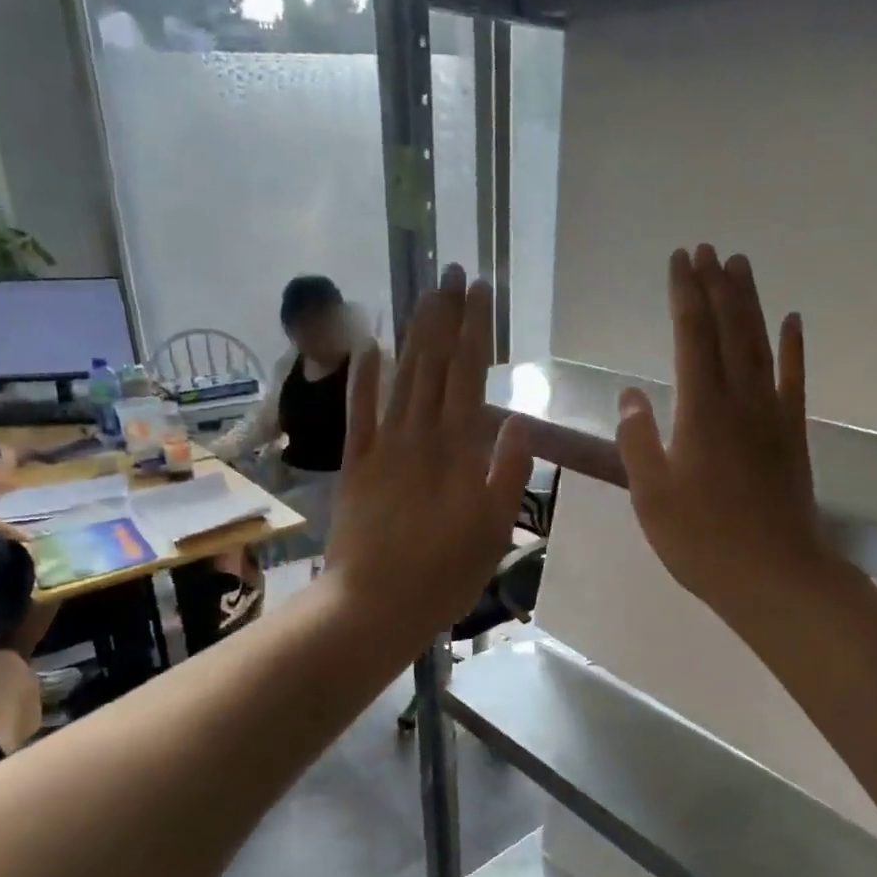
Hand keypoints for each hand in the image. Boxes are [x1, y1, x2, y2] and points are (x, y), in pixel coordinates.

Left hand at [325, 266, 530, 649]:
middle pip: (434, 364)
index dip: (475, 328)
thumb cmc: (444, 576)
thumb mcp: (494, 533)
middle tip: (451, 271)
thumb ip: (507, 474)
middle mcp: (419, 437)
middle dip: (444, 314)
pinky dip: (364, 377)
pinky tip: (369, 346)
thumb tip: (520, 419)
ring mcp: (383, 448)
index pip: (469, 374)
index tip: (481, 289)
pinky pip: (360, 412)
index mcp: (457, 451)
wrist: (374, 605)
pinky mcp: (356, 465)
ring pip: (401, 377)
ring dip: (414, 333)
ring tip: (424, 294)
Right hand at [616, 245, 825, 628]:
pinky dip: (793, 348)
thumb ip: (638, 441)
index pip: (691, 337)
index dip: (684, 296)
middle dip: (716, 287)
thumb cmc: (701, 540)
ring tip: (740, 266)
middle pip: (728, 330)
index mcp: (700, 411)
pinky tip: (792, 321)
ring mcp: (772, 416)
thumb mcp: (651, 495)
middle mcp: (739, 400)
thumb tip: (631, 396)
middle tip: (708, 249)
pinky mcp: (792, 435)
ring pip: (760, 345)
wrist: (773, 575)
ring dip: (749, 303)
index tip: (679, 261)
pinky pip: (794, 381)